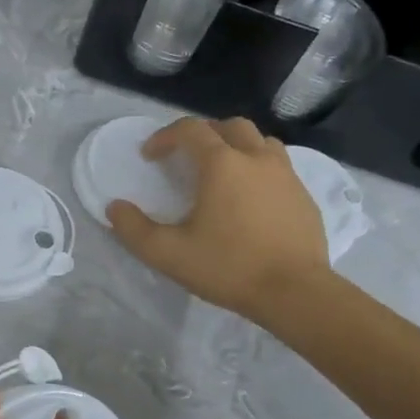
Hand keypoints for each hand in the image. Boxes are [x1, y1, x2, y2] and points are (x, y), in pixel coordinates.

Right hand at [106, 117, 332, 320]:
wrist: (294, 292)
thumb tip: (115, 208)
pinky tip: (251, 200)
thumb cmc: (228, 268)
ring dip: (236, 147)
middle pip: (229, 126)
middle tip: (186, 158)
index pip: (190, 130)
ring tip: (222, 173)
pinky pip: (279, 168)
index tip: (150, 156)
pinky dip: (259, 170)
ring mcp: (286, 175)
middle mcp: (256, 158)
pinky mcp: (304, 196)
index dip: (165, 137)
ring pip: (259, 142)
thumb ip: (135, 229)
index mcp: (222, 164)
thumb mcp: (169, 254)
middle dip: (203, 135)